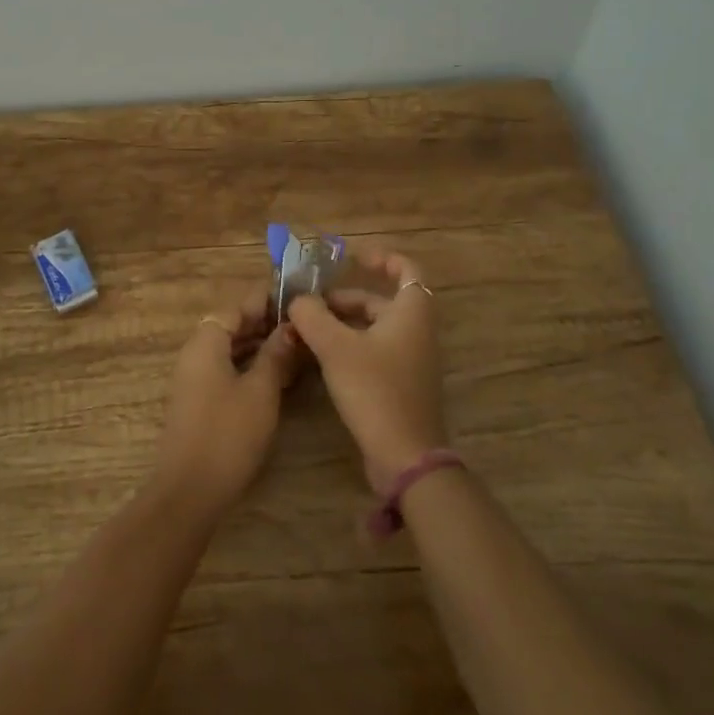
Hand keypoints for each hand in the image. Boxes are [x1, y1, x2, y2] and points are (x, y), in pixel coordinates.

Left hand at [153, 288, 305, 517]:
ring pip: (229, 350)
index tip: (294, 300)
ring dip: (258, 347)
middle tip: (300, 326)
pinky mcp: (198, 402)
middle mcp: (195, 354)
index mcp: (205, 342)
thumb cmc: (228, 433)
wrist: (189, 490)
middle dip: (264, 325)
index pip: (236, 307)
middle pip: (230, 327)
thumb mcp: (261, 390)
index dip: (264, 302)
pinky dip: (248, 367)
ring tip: (295, 349)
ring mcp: (193, 379)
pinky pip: (225, 371)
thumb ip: (275, 355)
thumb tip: (289, 328)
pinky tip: (275, 377)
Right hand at [286, 247, 446, 491]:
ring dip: (342, 323)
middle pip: (380, 300)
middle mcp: (415, 331)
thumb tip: (298, 300)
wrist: (405, 456)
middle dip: (344, 298)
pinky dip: (349, 345)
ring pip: (374, 327)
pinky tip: (320, 357)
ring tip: (306, 329)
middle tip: (309, 304)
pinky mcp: (400, 384)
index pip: (406, 269)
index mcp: (410, 313)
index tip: (352, 257)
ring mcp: (410, 360)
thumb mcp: (336, 348)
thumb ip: (313, 316)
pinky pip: (374, 351)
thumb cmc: (375, 390)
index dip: (381, 258)